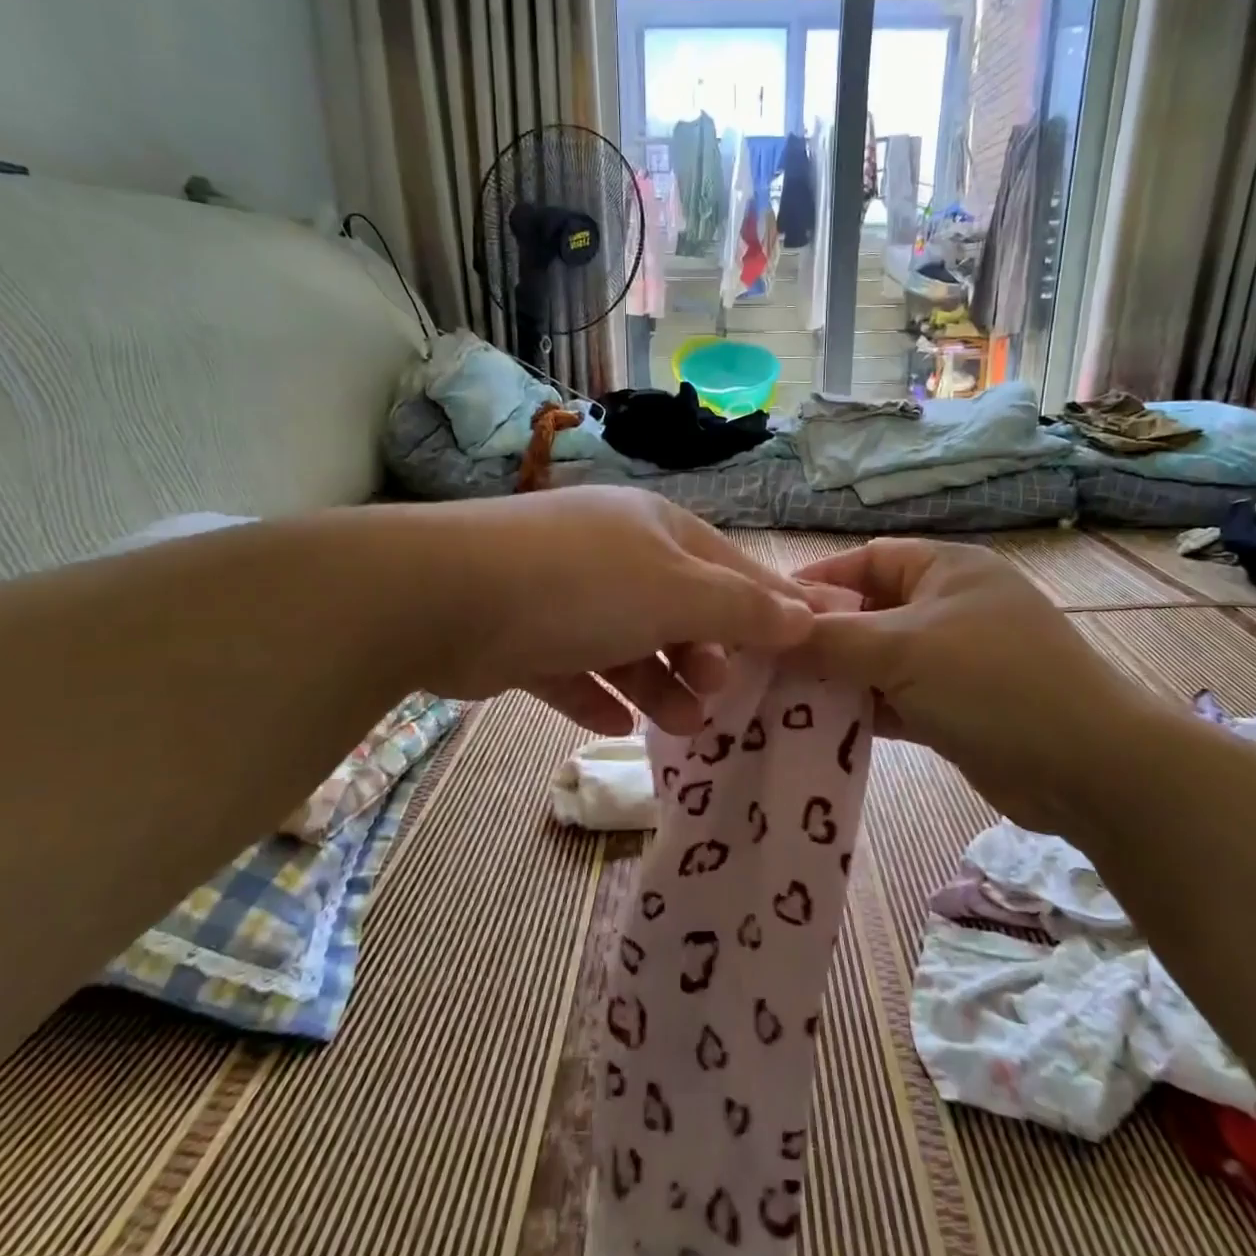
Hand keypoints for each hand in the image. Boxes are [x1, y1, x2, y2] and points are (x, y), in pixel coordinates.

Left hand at [410, 487, 813, 734]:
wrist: (448, 596)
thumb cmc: (584, 585)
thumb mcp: (678, 594)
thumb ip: (742, 609)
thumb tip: (806, 615)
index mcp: (656, 530)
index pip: (731, 567)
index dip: (771, 604)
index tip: (807, 643)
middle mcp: (613, 555)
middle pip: (679, 608)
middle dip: (705, 654)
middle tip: (719, 695)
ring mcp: (566, 594)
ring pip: (629, 643)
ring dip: (658, 684)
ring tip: (681, 724)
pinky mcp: (525, 634)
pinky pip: (574, 668)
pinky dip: (597, 695)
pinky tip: (615, 723)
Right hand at [793, 538, 1154, 830]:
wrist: (1088, 768)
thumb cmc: (992, 682)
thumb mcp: (903, 650)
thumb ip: (830, 640)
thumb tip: (768, 634)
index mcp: (944, 570)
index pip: (864, 562)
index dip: (815, 583)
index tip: (764, 611)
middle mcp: (946, 608)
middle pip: (866, 614)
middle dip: (819, 638)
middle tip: (764, 663)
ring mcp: (952, 660)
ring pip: (877, 662)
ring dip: (836, 679)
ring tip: (779, 698)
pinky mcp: (954, 707)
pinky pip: (893, 699)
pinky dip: (862, 710)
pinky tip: (819, 727)